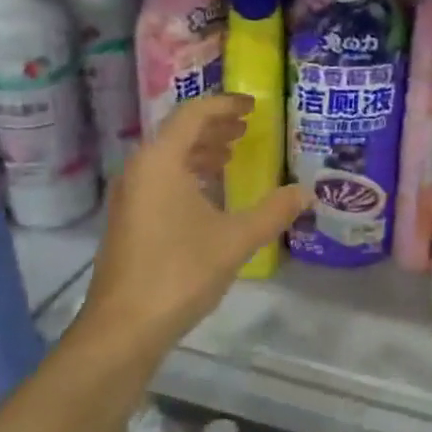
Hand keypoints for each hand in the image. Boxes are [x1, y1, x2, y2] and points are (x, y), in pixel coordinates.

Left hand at [78, 94, 307, 361]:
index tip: (253, 106)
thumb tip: (307, 192)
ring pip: (168, 157)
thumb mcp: (236, 239)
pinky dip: (188, 173)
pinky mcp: (129, 219)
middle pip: (178, 132)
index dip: (225, 104)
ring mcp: (130, 195)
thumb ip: (274, 211)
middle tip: (247, 127)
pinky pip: (161, 178)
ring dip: (200, 150)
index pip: (193, 115)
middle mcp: (140, 170)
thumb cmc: (180, 272)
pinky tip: (209, 193)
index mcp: (161, 162)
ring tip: (231, 155)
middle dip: (214, 126)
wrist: (124, 327)